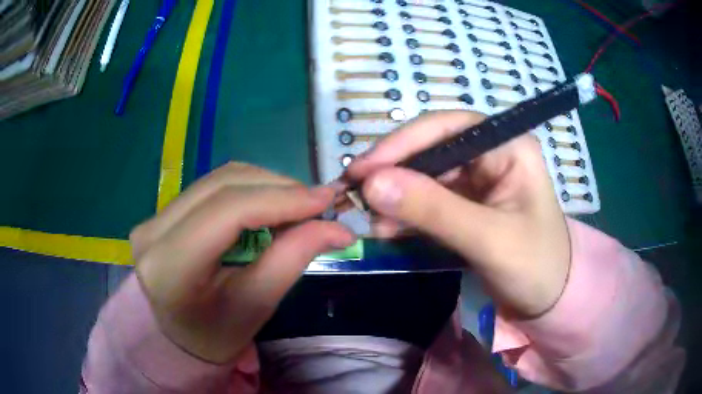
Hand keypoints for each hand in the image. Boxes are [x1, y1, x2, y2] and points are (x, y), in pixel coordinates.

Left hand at [130, 163, 355, 362]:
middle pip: (223, 185)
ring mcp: (153, 217)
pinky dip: (248, 190)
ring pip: (219, 179)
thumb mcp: (256, 305)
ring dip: (265, 186)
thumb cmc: (217, 335)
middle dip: (278, 188)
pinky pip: (211, 187)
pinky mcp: (162, 212)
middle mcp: (152, 231)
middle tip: (317, 205)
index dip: (281, 198)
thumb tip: (338, 228)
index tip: (326, 200)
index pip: (228, 210)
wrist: (180, 337)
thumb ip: (293, 258)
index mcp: (169, 266)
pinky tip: (269, 207)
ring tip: (296, 207)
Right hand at [348, 111, 569, 317]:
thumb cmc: (535, 266)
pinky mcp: (465, 205)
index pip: (447, 127)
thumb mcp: (488, 238)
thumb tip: (371, 184)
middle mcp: (490, 154)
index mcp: (507, 146)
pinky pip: (427, 201)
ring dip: (395, 196)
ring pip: (424, 176)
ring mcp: (476, 180)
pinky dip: (405, 214)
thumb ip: (434, 210)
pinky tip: (387, 230)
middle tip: (356, 196)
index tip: (363, 170)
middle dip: (394, 173)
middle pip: (430, 150)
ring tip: (370, 221)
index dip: (402, 143)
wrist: (550, 299)